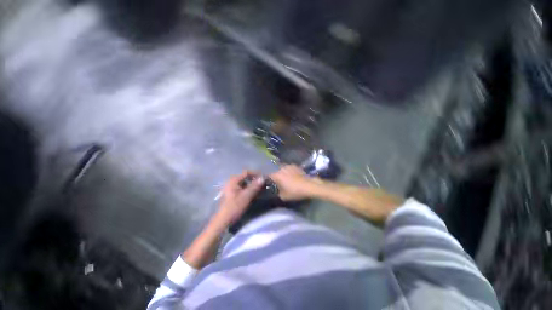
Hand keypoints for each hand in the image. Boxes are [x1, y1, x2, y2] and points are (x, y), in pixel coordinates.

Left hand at [216, 171, 264, 224]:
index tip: (263, 178)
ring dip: (251, 184)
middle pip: (245, 177)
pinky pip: (241, 187)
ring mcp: (230, 187)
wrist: (223, 220)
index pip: (246, 172)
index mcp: (233, 180)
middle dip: (254, 180)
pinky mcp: (230, 192)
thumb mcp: (246, 196)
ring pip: (243, 182)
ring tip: (258, 189)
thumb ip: (254, 186)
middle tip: (262, 184)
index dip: (256, 174)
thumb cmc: (234, 207)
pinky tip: (251, 193)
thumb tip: (263, 178)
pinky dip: (247, 188)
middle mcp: (231, 181)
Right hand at [270, 165, 315, 200]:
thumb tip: (276, 190)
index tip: (267, 181)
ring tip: (283, 177)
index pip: (268, 174)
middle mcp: (281, 168)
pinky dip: (288, 171)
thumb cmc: (295, 191)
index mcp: (277, 175)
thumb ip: (277, 193)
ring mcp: (289, 166)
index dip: (266, 178)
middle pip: (274, 170)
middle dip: (274, 174)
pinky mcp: (295, 166)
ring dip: (281, 172)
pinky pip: (289, 168)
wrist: (309, 185)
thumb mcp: (283, 196)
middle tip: (275, 180)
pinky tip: (291, 175)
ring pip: (282, 168)